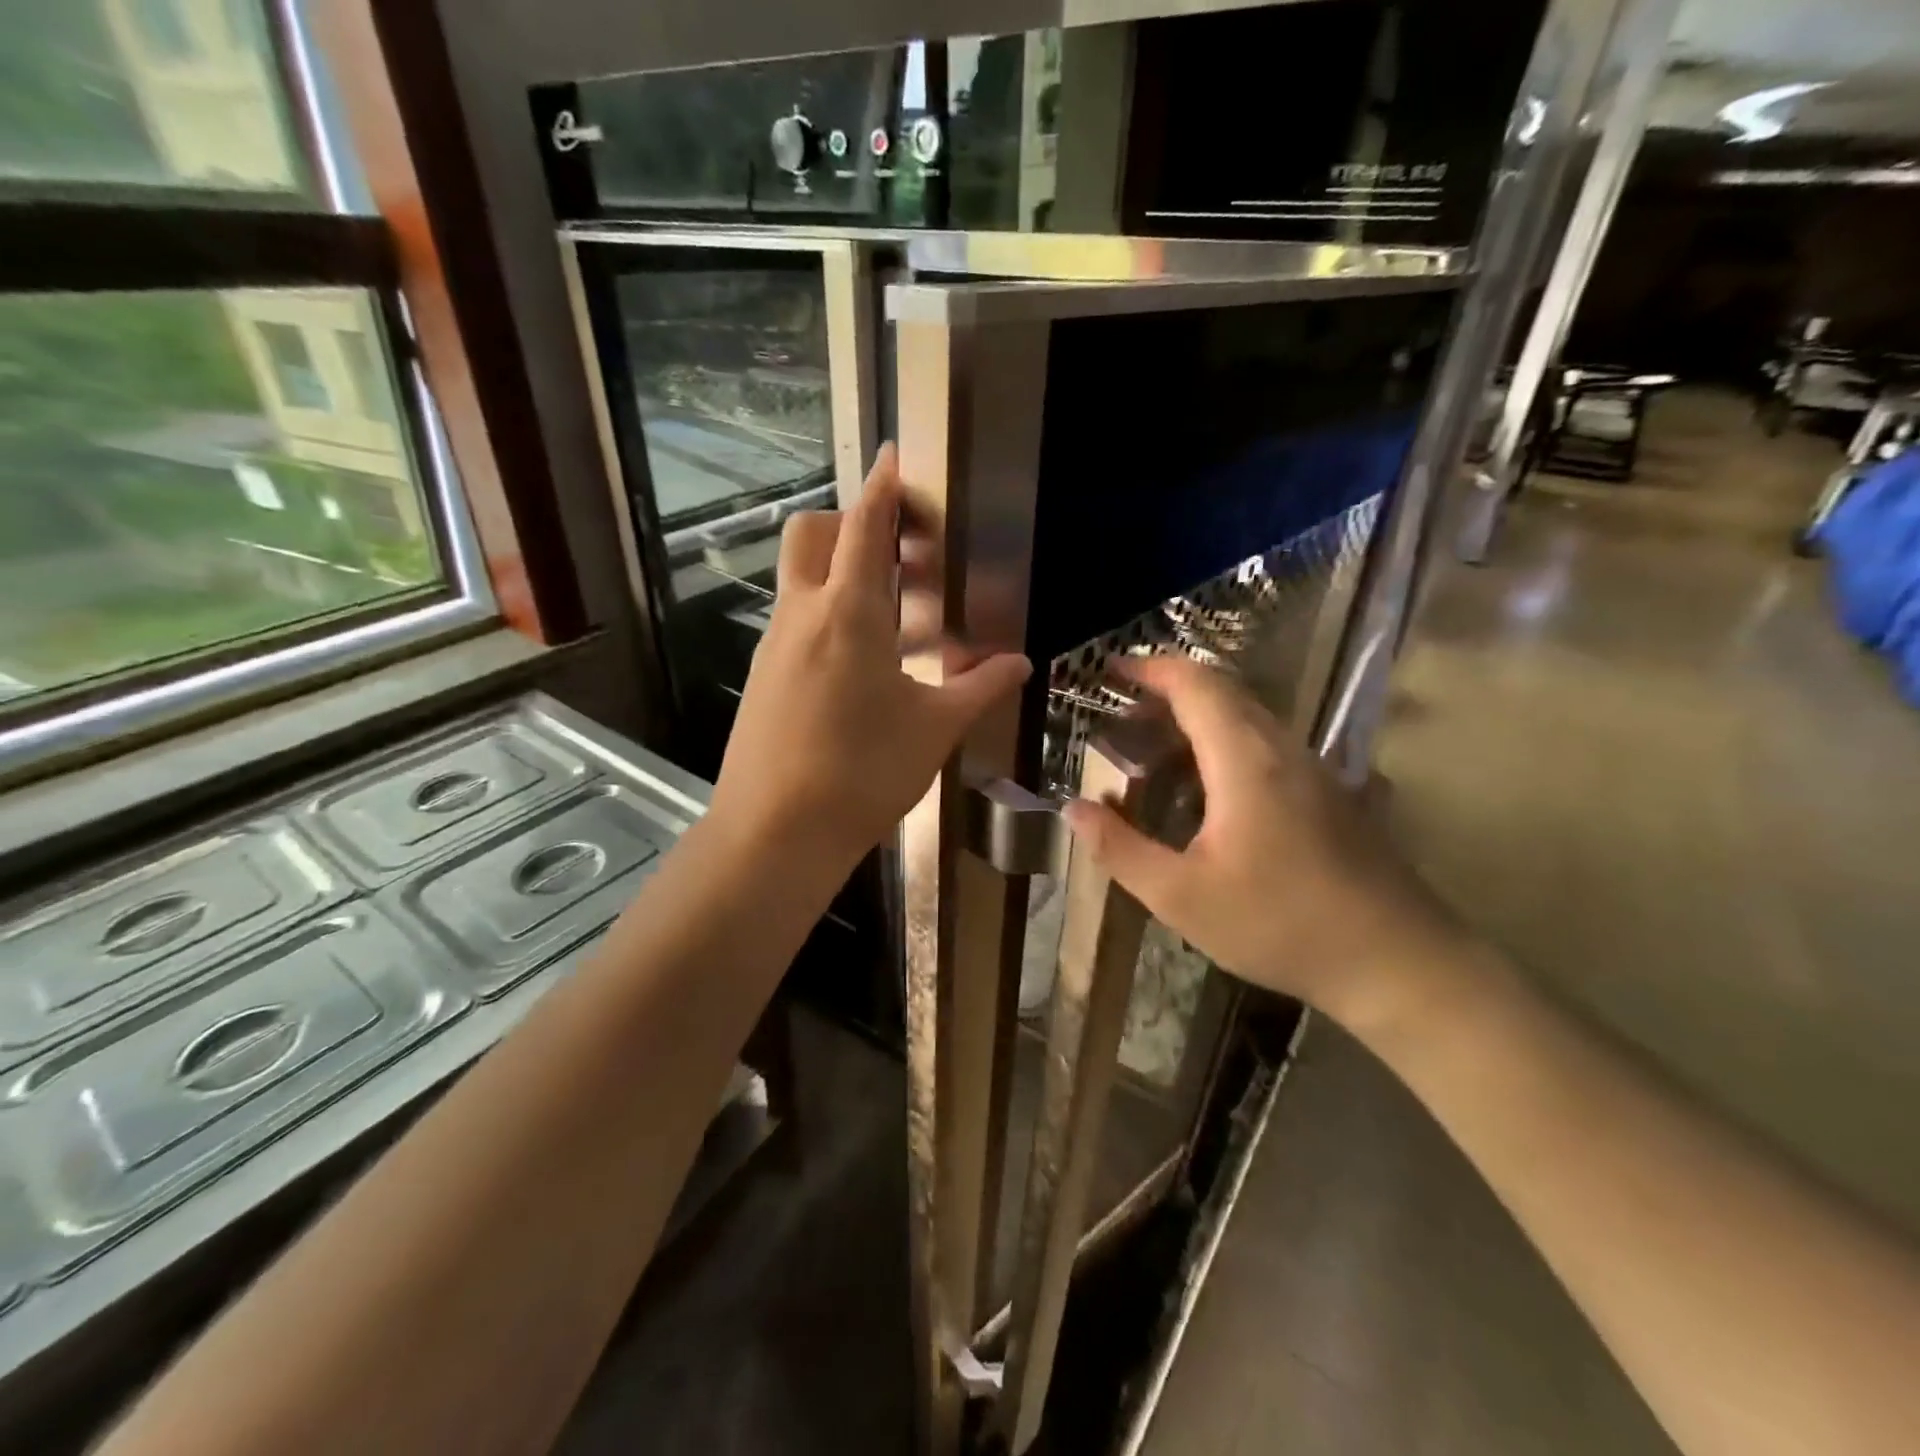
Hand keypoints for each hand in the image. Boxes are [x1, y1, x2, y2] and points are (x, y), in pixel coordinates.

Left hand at [709, 444, 1031, 873]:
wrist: (774, 833)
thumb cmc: (862, 774)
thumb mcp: (933, 730)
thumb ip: (978, 688)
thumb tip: (1020, 664)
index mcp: (848, 614)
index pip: (864, 528)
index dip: (882, 487)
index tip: (893, 455)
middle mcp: (802, 615)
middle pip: (812, 534)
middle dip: (851, 523)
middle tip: (899, 553)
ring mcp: (774, 644)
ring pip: (799, 577)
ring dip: (839, 570)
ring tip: (892, 611)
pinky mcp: (762, 675)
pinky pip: (793, 619)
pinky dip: (824, 611)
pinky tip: (859, 660)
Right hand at [1060, 656, 1466, 1028]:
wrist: (1398, 963)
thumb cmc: (1281, 925)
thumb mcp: (1182, 896)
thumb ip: (1120, 849)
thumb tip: (1072, 809)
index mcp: (1246, 760)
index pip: (1196, 685)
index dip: (1151, 669)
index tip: (1110, 670)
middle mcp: (1283, 750)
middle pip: (1224, 693)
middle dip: (1168, 691)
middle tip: (1121, 715)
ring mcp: (1315, 771)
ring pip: (1248, 719)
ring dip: (1197, 719)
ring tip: (1154, 750)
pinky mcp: (1331, 795)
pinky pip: (1267, 746)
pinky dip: (1224, 744)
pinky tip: (1206, 792)